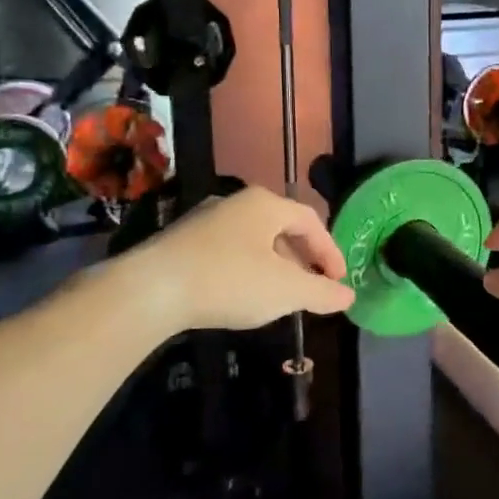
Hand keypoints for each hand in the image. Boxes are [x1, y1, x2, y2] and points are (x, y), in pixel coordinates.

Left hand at [105, 186, 354, 332]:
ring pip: (253, 240)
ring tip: (279, 295)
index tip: (338, 280)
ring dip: (274, 265)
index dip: (330, 251)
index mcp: (266, 204)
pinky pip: (227, 250)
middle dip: (302, 258)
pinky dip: (245, 269)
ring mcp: (205, 220)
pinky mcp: (181, 242)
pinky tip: (241, 295)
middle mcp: (236, 202)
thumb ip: (321, 292)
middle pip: (281, 227)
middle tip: (312, 287)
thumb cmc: (229, 281)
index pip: (311, 221)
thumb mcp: (286, 291)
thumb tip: (349, 296)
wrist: (149, 290)